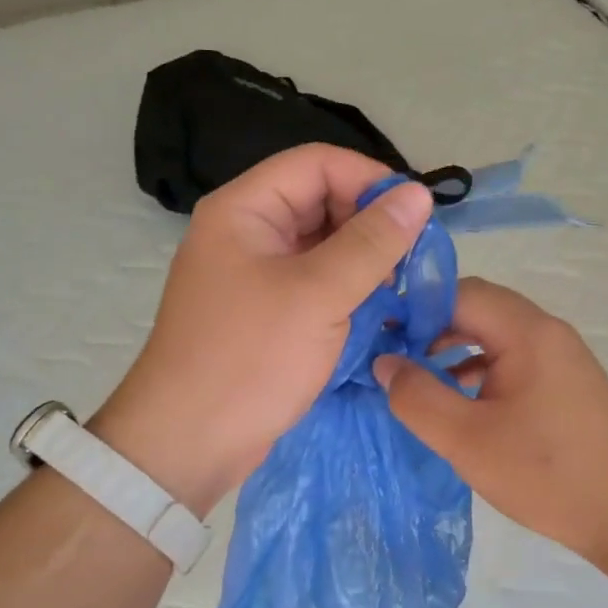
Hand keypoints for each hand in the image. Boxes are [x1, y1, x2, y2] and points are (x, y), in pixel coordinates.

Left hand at [92, 145, 432, 515]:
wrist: (188, 443)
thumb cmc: (249, 359)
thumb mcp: (318, 295)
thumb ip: (372, 242)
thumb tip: (418, 194)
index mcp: (246, 210)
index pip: (318, 164)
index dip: (370, 180)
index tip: (416, 216)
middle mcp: (249, 233)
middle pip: (322, 202)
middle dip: (371, 224)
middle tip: (415, 259)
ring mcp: (257, 275)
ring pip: (323, 246)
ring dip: (365, 261)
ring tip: (403, 288)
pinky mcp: (268, 313)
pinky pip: (317, 284)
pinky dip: (350, 291)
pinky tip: (381, 311)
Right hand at [373, 279, 607, 570]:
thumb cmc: (546, 474)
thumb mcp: (466, 439)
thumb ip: (417, 397)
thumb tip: (385, 364)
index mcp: (527, 332)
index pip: (460, 292)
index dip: (414, 309)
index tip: (380, 337)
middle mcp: (547, 331)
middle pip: (478, 308)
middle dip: (431, 327)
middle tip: (394, 359)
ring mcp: (560, 356)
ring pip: (494, 334)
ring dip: (454, 348)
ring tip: (419, 380)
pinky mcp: (565, 382)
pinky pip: (512, 358)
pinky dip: (479, 368)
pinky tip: (460, 400)